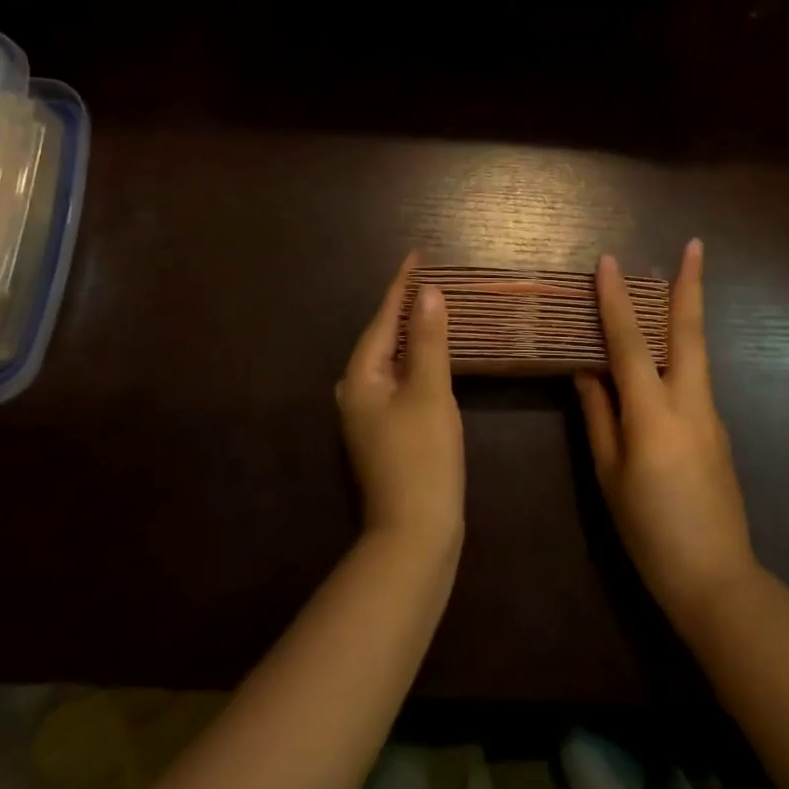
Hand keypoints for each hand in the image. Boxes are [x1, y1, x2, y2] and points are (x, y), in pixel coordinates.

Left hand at [337, 254, 464, 552]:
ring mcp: (368, 415)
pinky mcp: (384, 432)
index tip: (417, 255)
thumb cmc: (423, 457)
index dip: (402, 285)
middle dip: (404, 306)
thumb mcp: (430, 392)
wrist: (415, 533)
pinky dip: (415, 361)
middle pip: (382, 337)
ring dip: (411, 334)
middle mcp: (356, 391)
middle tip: (429, 278)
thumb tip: (428, 293)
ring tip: (432, 308)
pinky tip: (431, 358)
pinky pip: (398, 381)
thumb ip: (430, 341)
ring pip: (390, 360)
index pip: (384, 318)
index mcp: (361, 377)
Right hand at [576, 241, 759, 626]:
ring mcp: (711, 416)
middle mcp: (690, 403)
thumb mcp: (610, 475)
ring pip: (696, 353)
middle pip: (689, 332)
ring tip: (671, 286)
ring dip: (684, 314)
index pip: (631, 344)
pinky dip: (678, 354)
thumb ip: (599, 416)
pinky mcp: (718, 431)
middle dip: (690, 285)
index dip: (616, 301)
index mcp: (655, 414)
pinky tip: (661, 359)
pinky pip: (694, 380)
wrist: (717, 580)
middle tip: (695, 245)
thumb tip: (586, 371)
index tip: (607, 262)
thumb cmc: (650, 530)